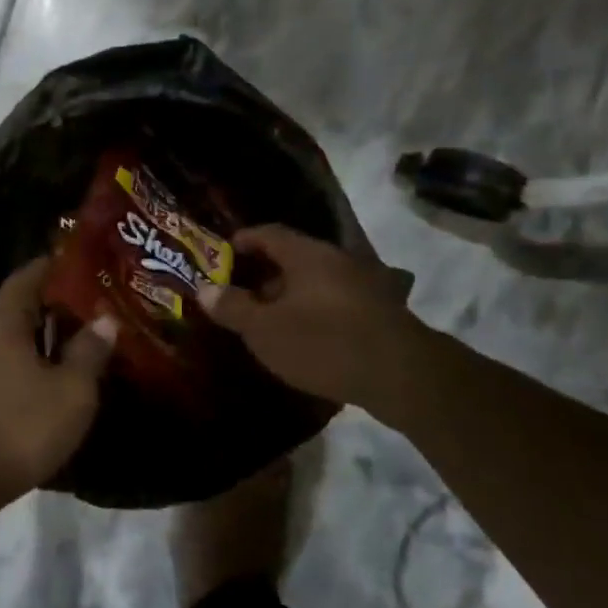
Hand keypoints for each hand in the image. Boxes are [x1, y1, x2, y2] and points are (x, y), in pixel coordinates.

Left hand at [0, 258, 117, 508]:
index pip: (22, 282)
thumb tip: (104, 317)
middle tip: (42, 310)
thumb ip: (88, 354)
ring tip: (21, 349)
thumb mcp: (71, 396)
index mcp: (1, 325)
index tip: (58, 261)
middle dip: (14, 302)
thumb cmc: (16, 431)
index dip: (41, 269)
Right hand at [195, 224, 421, 410]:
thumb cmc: (323, 343)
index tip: (223, 253)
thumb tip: (205, 289)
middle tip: (241, 293)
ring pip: (317, 281)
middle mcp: (338, 260)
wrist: (402, 374)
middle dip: (265, 273)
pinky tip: (308, 335)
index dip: (243, 240)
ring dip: (292, 295)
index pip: (269, 233)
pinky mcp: (381, 311)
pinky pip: (337, 301)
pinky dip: (316, 310)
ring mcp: (365, 284)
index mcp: (307, 255)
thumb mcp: (265, 329)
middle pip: (294, 257)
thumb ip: (233, 307)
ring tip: (271, 319)